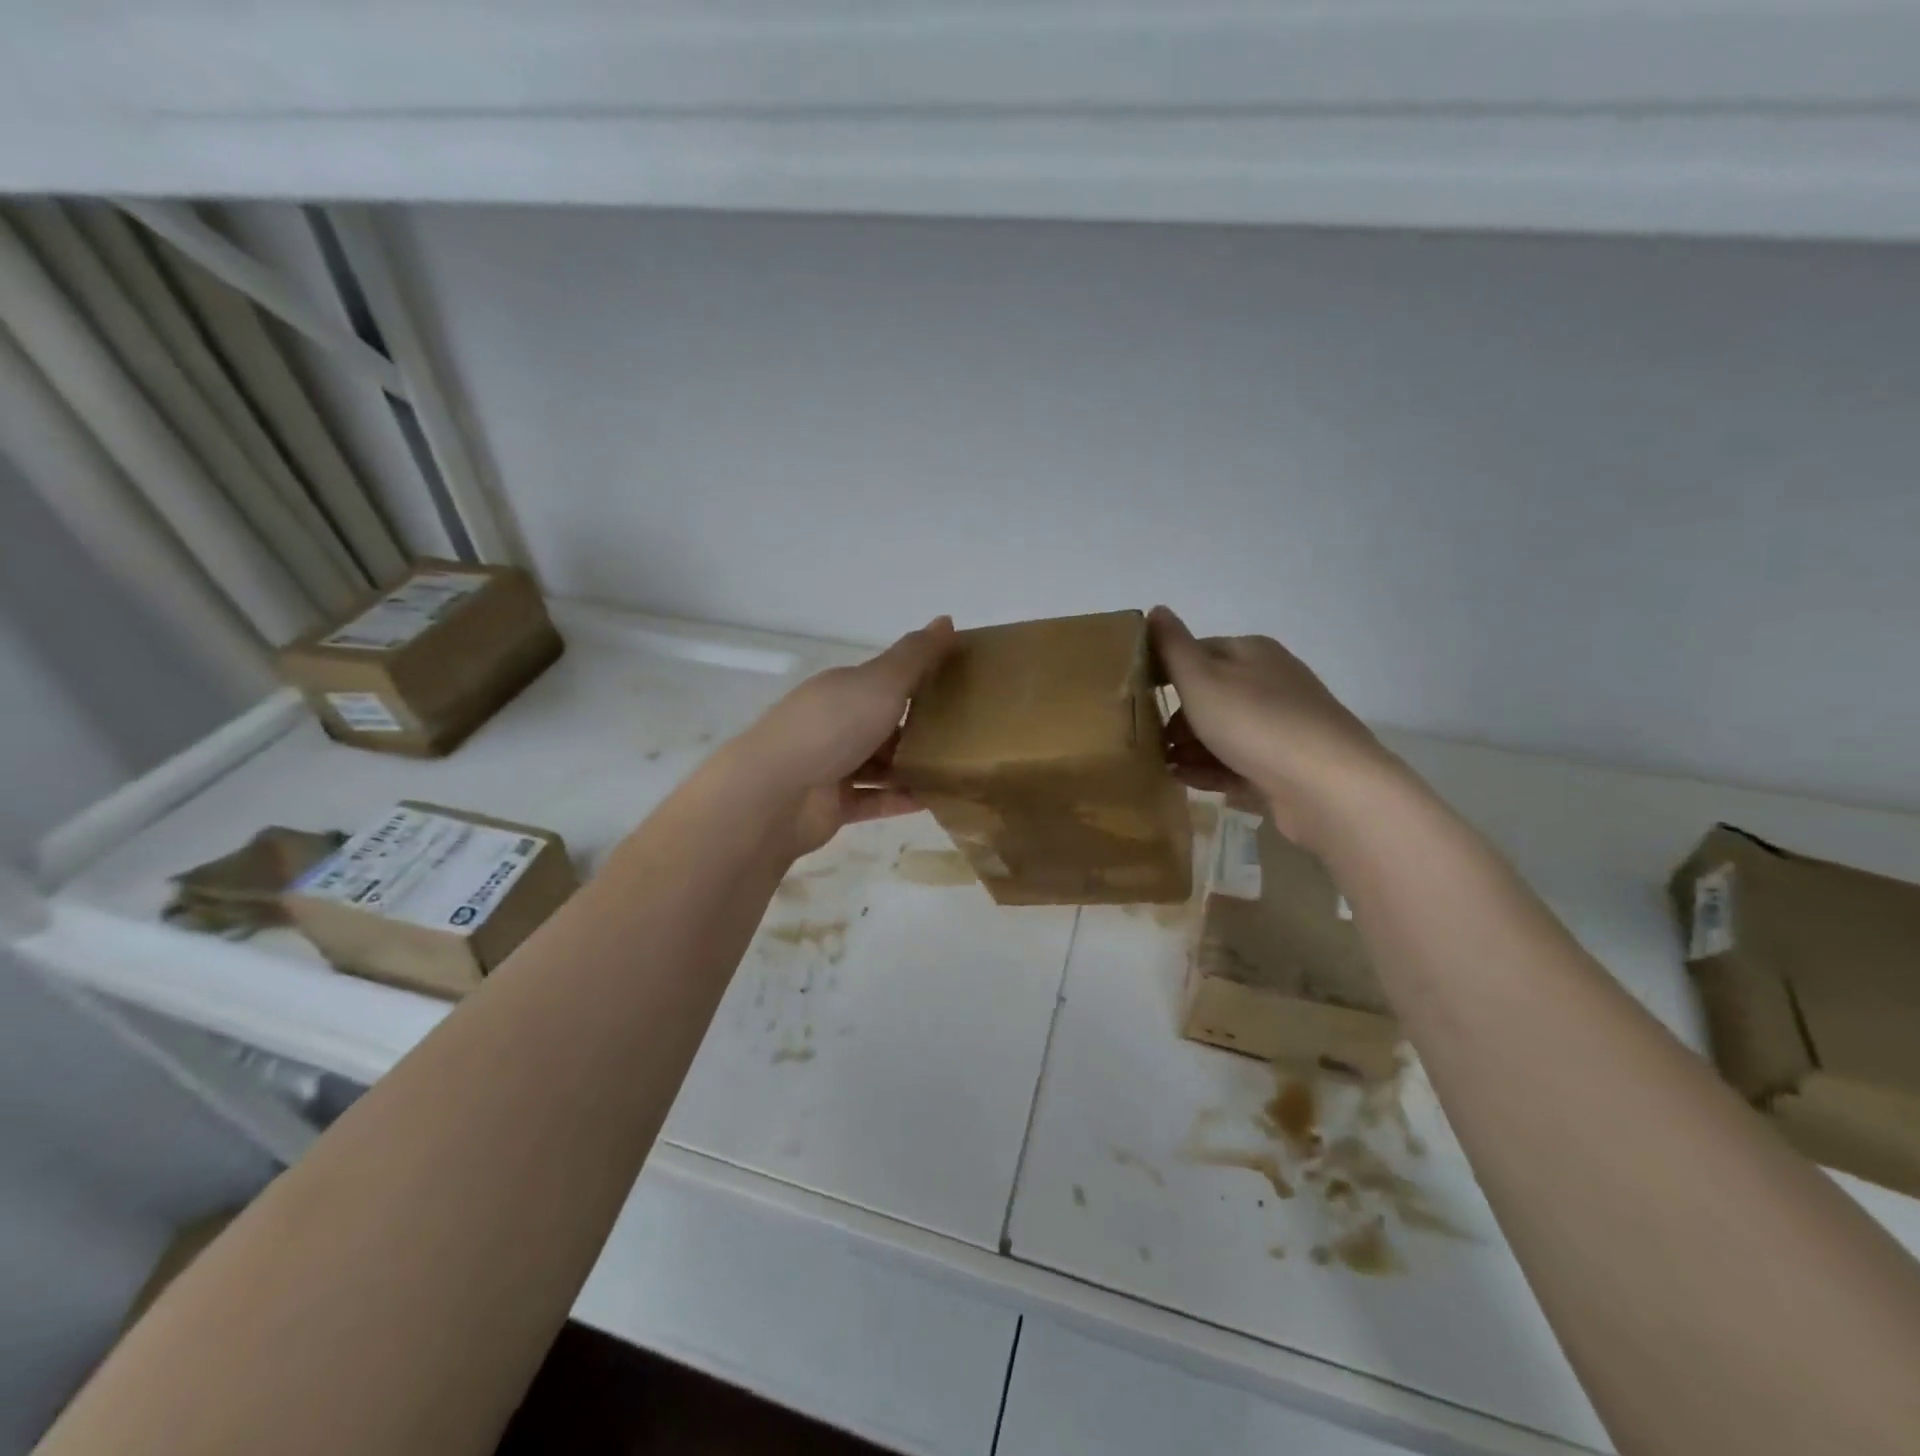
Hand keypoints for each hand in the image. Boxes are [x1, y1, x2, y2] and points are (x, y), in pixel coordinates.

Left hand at [724, 617, 956, 857]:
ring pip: (880, 764)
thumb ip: (917, 655)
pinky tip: (934, 800)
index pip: (886, 680)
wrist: (776, 793)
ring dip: (913, 767)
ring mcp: (832, 766)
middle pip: (884, 723)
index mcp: (843, 689)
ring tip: (959, 770)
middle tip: (969, 733)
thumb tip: (948, 620)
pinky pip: (874, 800)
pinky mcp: (833, 805)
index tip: (961, 685)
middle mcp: (835, 724)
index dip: (920, 679)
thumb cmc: (832, 727)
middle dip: (921, 727)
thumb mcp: (881, 681)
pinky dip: (900, 800)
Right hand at [1150, 606, 1396, 848]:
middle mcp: (1270, 683)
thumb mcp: (1202, 679)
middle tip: (1149, 739)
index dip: (1165, 672)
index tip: (1137, 698)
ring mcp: (1281, 726)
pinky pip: (1237, 763)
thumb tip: (1156, 609)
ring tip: (1161, 765)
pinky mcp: (1285, 765)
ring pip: (1222, 732)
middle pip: (1210, 696)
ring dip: (1189, 748)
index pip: (1198, 652)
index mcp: (1252, 653)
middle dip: (1177, 718)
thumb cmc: (1255, 722)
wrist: (1326, 786)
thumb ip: (1173, 647)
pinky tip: (1184, 781)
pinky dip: (1209, 770)